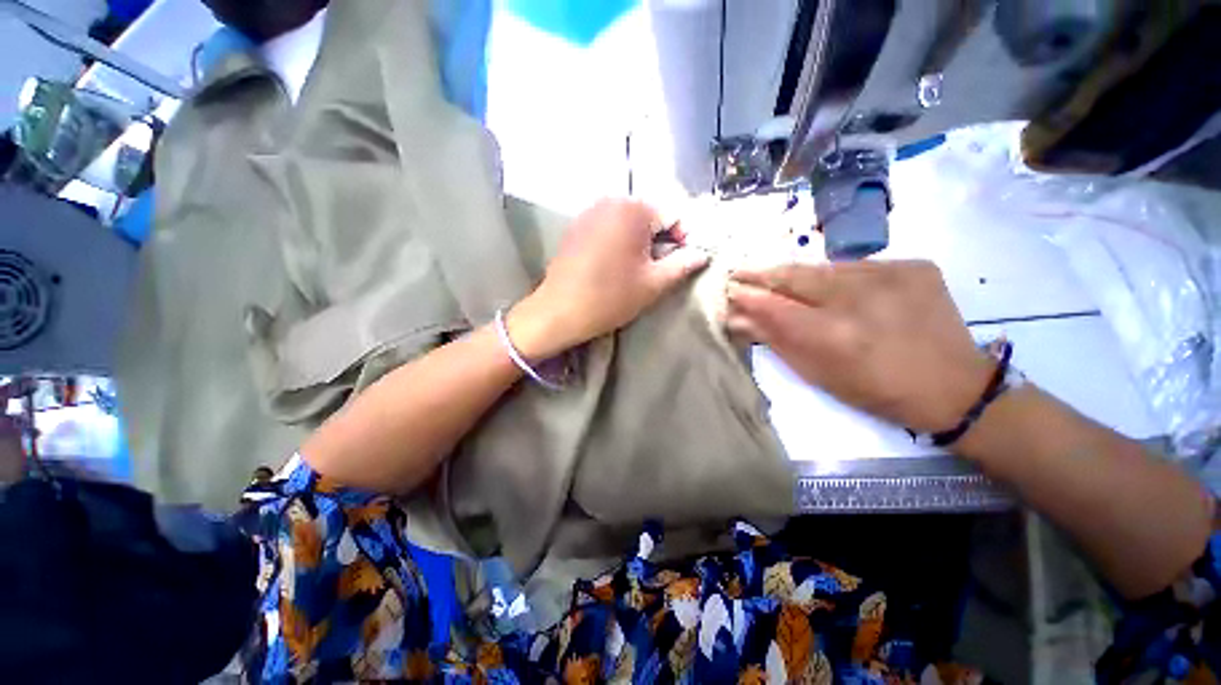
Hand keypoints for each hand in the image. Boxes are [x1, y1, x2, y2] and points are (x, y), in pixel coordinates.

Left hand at [509, 199, 709, 358]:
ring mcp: (590, 211)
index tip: (679, 263)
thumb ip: (683, 265)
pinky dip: (618, 240)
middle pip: (650, 215)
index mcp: (634, 210)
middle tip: (657, 268)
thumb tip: (702, 254)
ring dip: (639, 240)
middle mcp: (611, 200)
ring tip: (636, 268)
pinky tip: (614, 264)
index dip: (683, 239)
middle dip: (660, 239)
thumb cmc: (611, 297)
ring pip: (628, 221)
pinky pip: (608, 226)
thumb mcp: (654, 284)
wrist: (559, 311)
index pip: (673, 215)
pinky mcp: (577, 225)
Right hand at [727, 260, 994, 432]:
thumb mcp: (817, 374)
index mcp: (833, 334)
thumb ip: (775, 340)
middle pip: (796, 276)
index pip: (774, 305)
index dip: (747, 296)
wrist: (953, 386)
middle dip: (762, 274)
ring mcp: (891, 276)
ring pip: (824, 267)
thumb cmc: (875, 391)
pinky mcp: (913, 266)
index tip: (728, 289)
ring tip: (774, 277)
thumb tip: (737, 319)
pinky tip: (826, 285)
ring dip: (795, 274)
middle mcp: (859, 297)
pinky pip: (855, 266)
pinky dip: (833, 275)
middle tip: (739, 271)